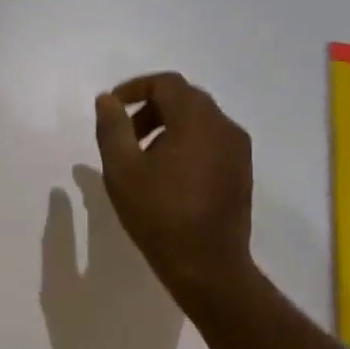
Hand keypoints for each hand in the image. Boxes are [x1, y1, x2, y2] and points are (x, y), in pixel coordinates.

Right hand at [94, 72, 254, 309]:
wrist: (207, 265)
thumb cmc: (159, 214)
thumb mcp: (122, 169)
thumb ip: (112, 128)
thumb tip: (107, 100)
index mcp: (197, 120)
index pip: (167, 84)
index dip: (136, 88)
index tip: (112, 106)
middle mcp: (224, 126)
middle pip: (185, 99)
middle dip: (151, 108)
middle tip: (125, 134)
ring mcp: (238, 150)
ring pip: (200, 121)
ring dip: (169, 127)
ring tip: (143, 158)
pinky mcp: (242, 172)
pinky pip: (212, 141)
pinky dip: (187, 143)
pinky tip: (168, 175)